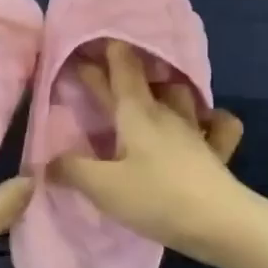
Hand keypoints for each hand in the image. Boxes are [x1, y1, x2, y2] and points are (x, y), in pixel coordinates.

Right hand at [50, 40, 248, 266]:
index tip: (86, 45)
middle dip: (120, 69)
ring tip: (150, 92)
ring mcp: (195, 129)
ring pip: (179, 94)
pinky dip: (210, 118)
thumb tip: (46, 160)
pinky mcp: (217, 151)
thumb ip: (72, 170)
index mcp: (136, 112)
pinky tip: (205, 123)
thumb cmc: (157, 198)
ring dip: (163, 88)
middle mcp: (166, 112)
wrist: (221, 223)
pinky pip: (217, 124)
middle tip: (100, 65)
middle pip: (142, 80)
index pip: (119, 69)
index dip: (101, 54)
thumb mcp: (103, 187)